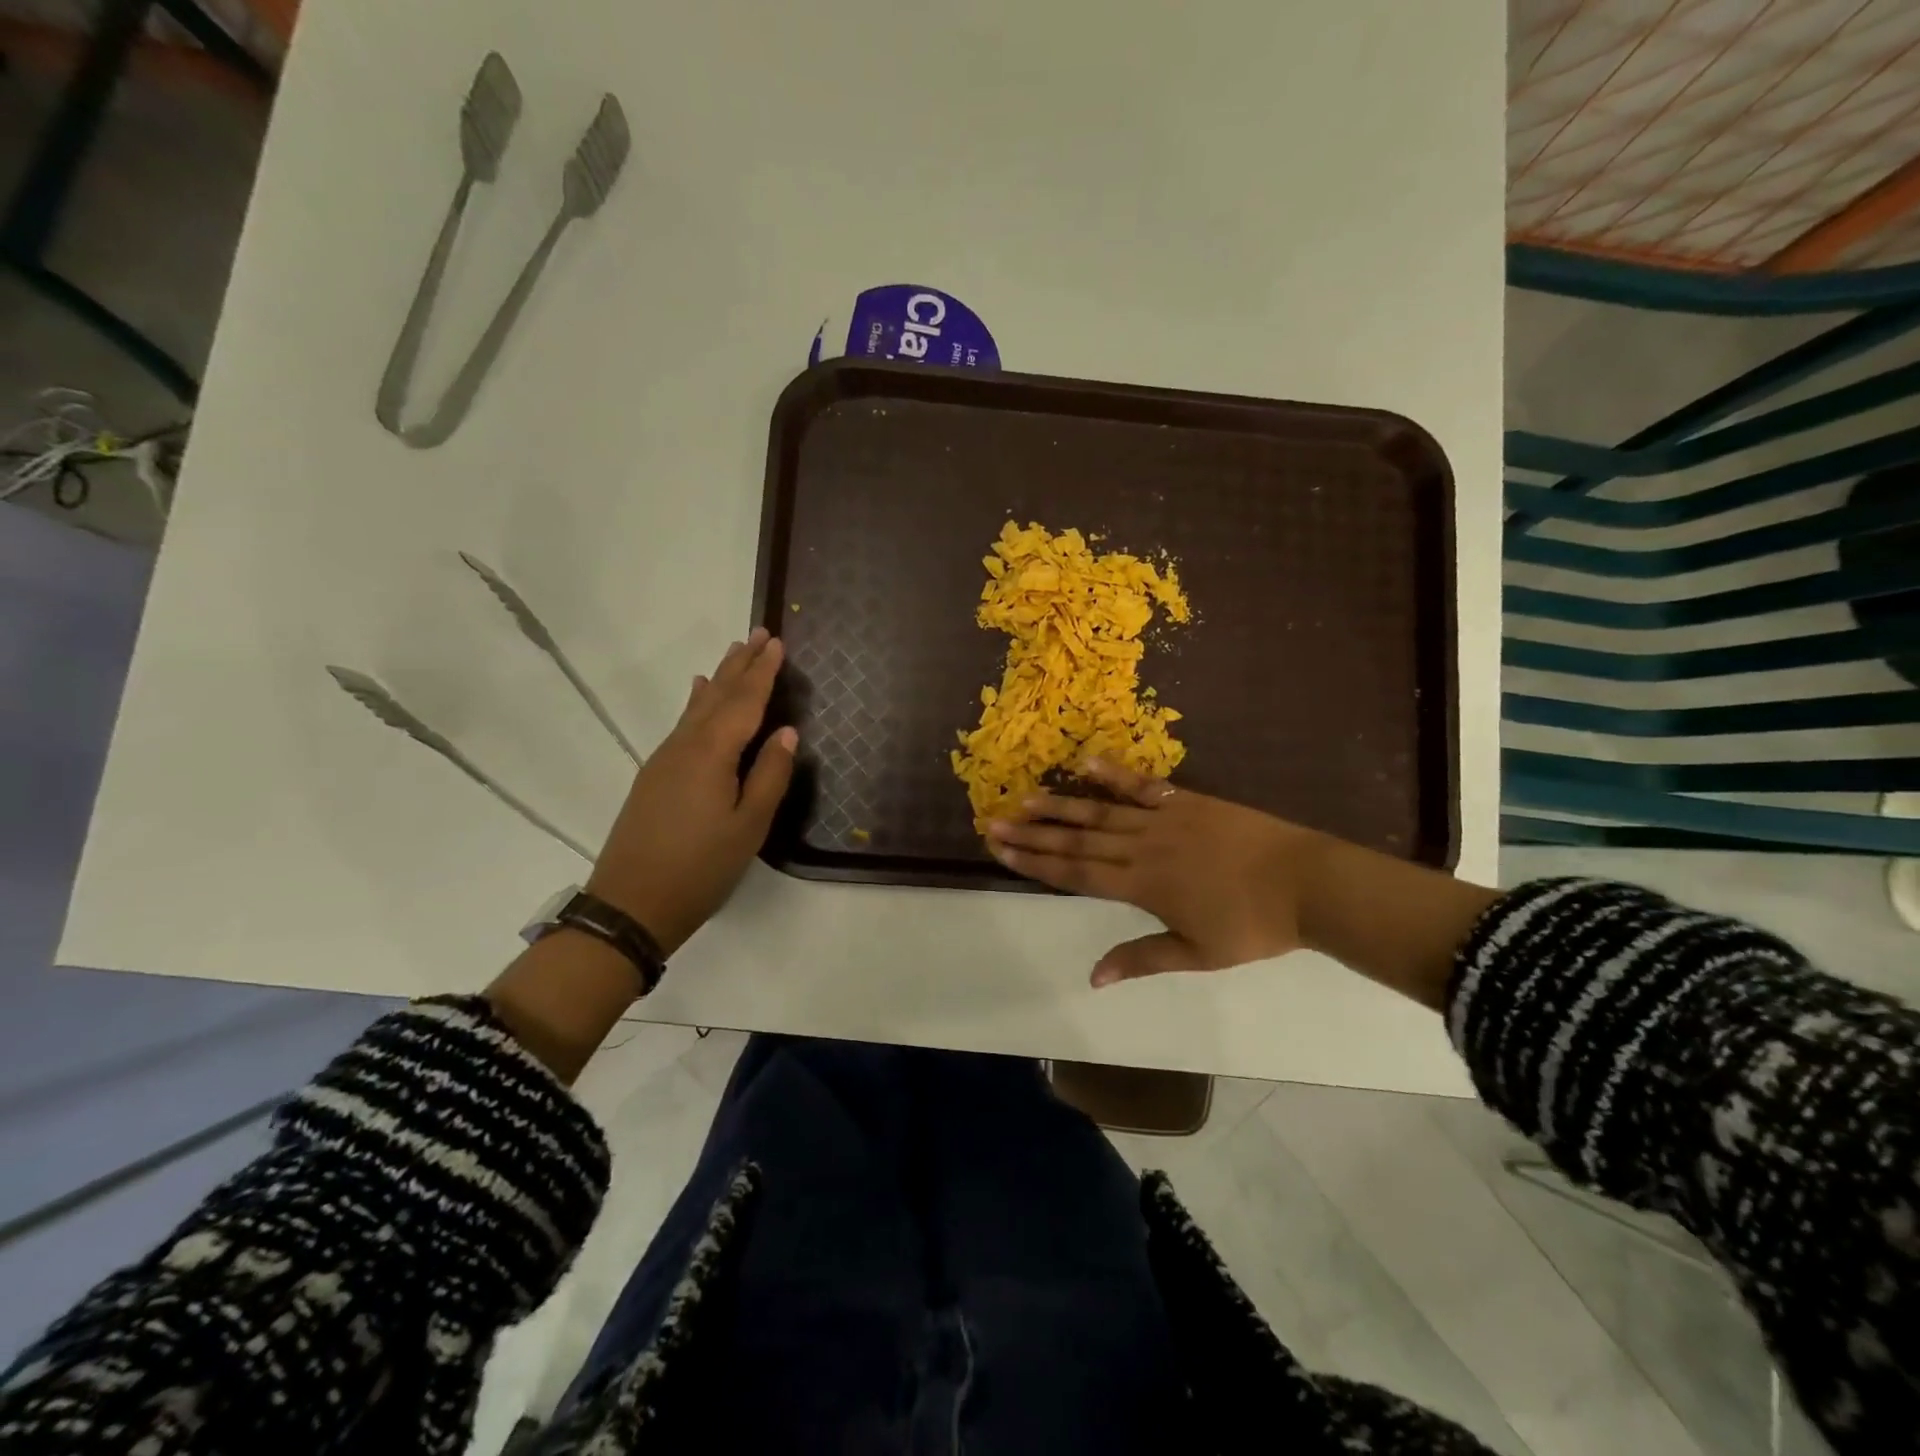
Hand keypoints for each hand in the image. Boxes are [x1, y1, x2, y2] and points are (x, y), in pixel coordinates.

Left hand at [587, 628, 796, 955]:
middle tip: (758, 634)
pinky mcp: (656, 775)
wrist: (631, 903)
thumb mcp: (749, 826)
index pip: (744, 702)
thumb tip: (786, 732)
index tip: (777, 642)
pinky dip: (696, 702)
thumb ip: (770, 775)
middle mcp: (685, 745)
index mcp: (712, 753)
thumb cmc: (700, 867)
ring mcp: (665, 759)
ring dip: (719, 678)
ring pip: (697, 707)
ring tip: (733, 653)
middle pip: (718, 695)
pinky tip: (697, 693)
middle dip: (740, 664)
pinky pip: (683, 723)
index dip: (763, 672)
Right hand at [986, 757, 1324, 986]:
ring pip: (1101, 812)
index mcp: (1142, 886)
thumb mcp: (1197, 954)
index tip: (1002, 851)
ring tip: (1025, 798)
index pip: (1076, 874)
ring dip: (1061, 806)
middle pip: (1078, 841)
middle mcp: (1143, 848)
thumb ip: (1142, 958)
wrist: (1306, 884)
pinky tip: (1087, 764)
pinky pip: (1143, 785)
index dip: (1036, 862)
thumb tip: (1093, 977)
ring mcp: (1164, 819)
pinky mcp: (1187, 800)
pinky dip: (1114, 774)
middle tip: (995, 822)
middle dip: (1033, 834)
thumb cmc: (1252, 927)